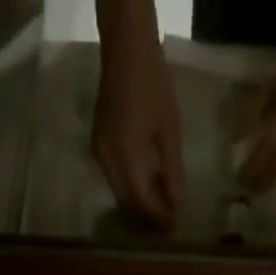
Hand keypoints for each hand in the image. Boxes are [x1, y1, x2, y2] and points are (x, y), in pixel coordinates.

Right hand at [92, 27, 185, 226]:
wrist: (126, 48)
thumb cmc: (153, 84)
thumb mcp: (170, 130)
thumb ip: (173, 172)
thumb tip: (178, 205)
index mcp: (125, 157)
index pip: (141, 202)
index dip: (157, 217)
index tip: (174, 225)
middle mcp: (107, 163)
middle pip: (127, 204)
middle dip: (147, 216)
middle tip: (168, 220)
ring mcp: (99, 155)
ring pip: (119, 194)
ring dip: (139, 203)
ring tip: (160, 204)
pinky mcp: (98, 147)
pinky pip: (114, 179)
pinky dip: (130, 187)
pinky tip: (146, 183)